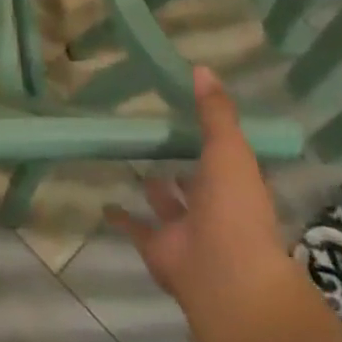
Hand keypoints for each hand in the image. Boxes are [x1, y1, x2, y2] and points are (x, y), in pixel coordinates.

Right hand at [107, 67, 294, 324]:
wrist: (223, 274)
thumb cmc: (234, 209)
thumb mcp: (229, 151)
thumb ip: (215, 113)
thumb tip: (202, 67)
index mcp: (237, 186)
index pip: (225, 159)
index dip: (212, 140)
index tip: (190, 116)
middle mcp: (213, 208)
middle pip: (196, 184)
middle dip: (183, 167)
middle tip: (158, 138)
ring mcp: (185, 230)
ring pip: (167, 205)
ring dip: (155, 190)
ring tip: (132, 163)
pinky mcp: (157, 247)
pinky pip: (136, 227)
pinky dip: (121, 217)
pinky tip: (104, 201)